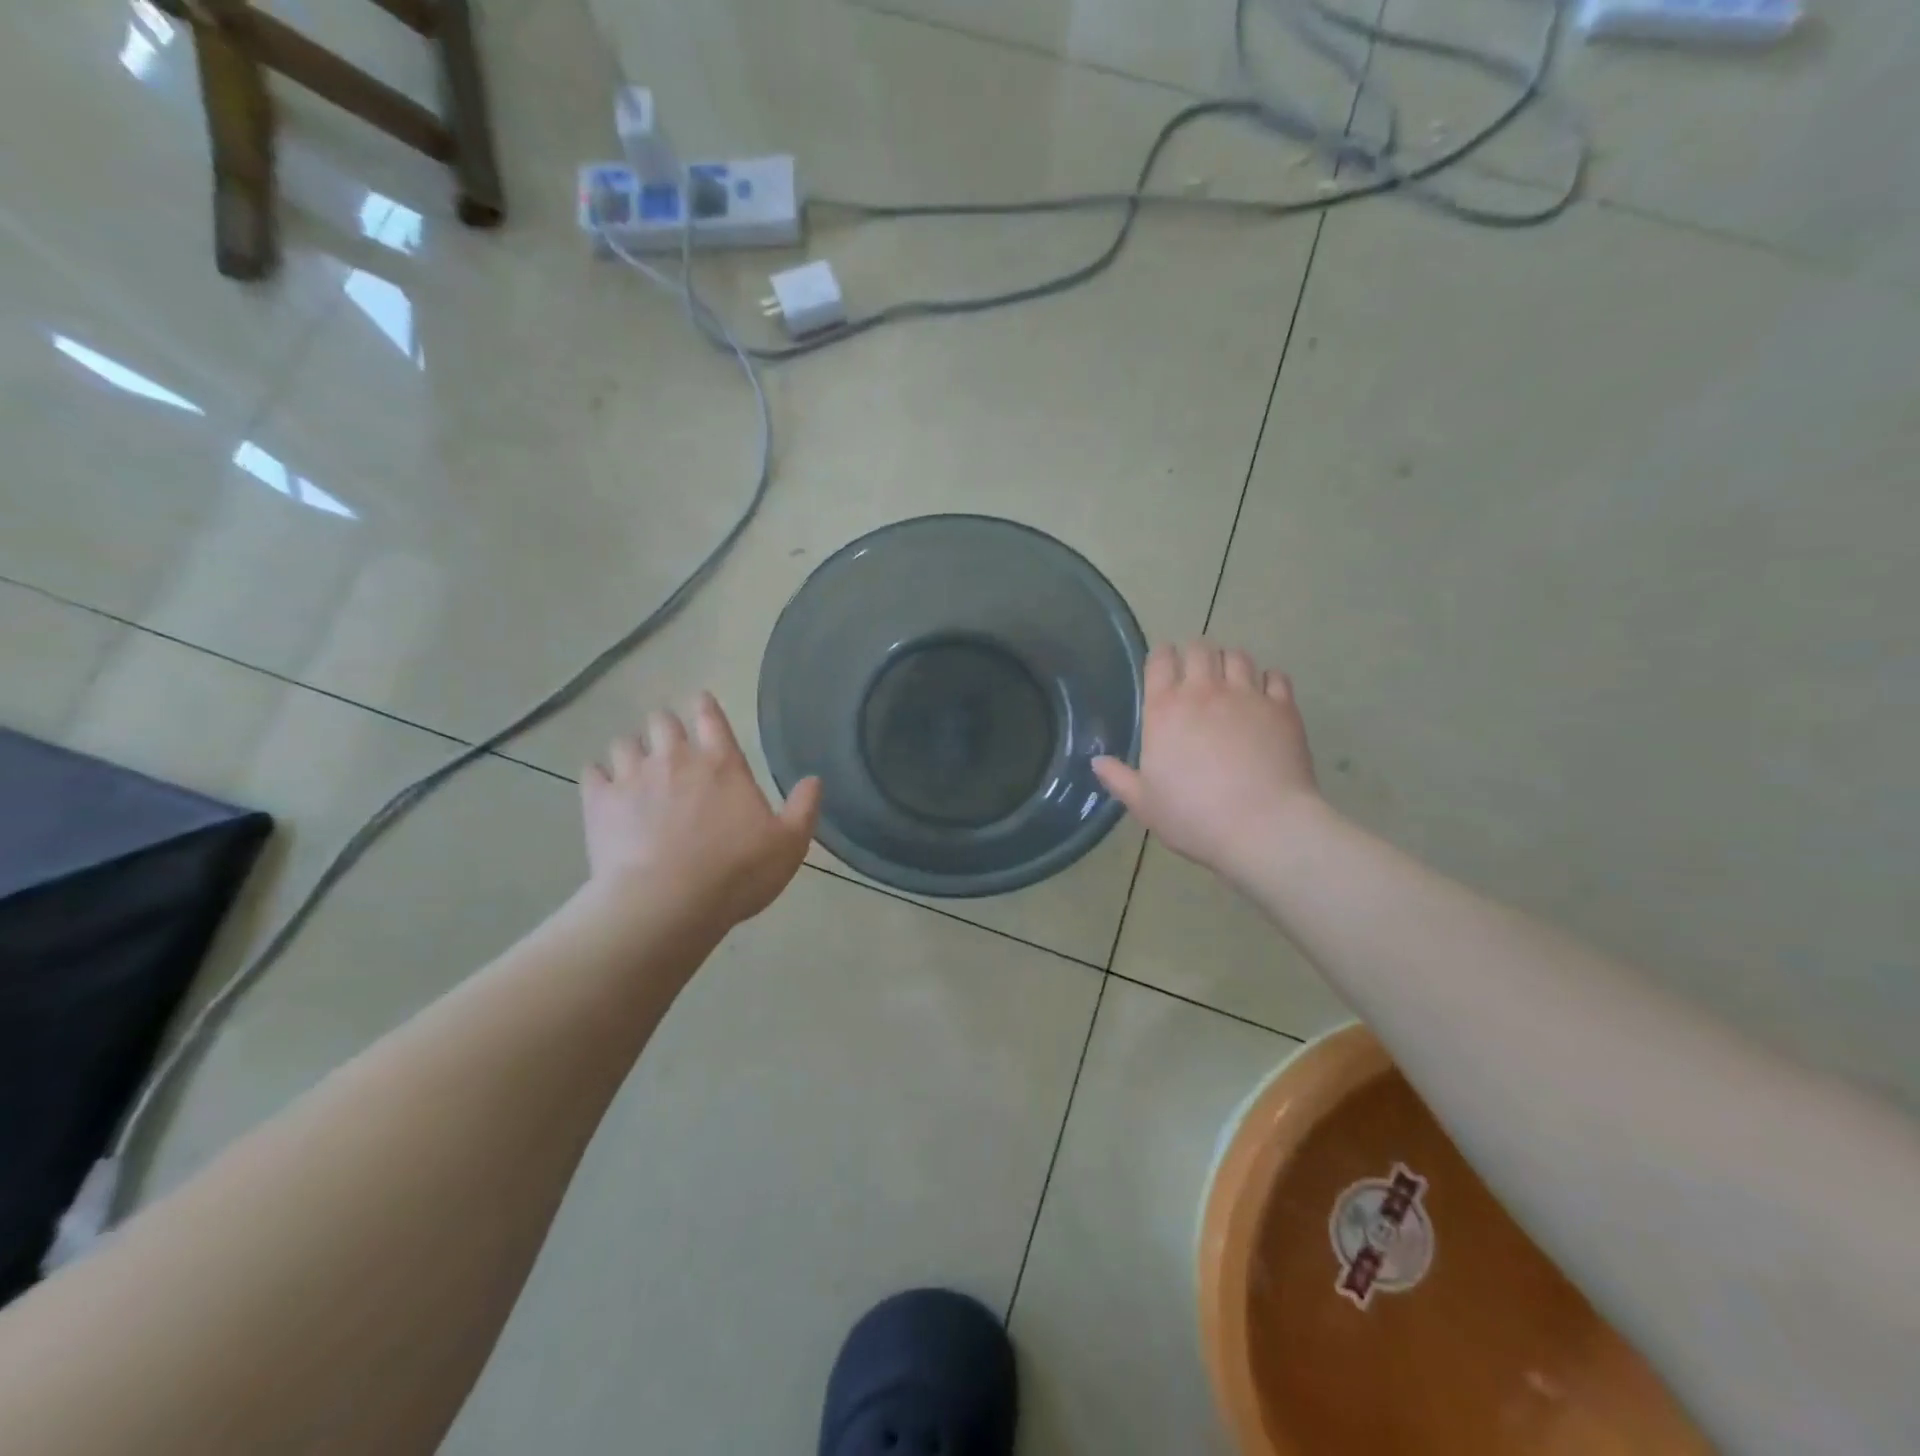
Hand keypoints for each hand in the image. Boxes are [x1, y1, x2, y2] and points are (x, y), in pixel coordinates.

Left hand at [581, 693, 821, 931]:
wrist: (667, 904)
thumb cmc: (736, 873)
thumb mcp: (789, 845)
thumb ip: (803, 808)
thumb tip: (814, 779)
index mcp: (722, 764)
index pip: (710, 717)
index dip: (705, 707)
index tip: (701, 704)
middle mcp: (675, 759)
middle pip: (662, 721)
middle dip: (665, 727)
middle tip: (669, 744)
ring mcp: (633, 778)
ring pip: (624, 743)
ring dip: (631, 750)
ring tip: (635, 767)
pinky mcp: (599, 803)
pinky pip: (591, 773)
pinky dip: (598, 776)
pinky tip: (603, 788)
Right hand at [1093, 641, 1321, 879]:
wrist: (1261, 826)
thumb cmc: (1192, 816)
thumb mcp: (1144, 803)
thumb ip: (1118, 778)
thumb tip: (1097, 762)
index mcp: (1164, 710)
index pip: (1160, 661)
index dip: (1161, 656)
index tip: (1163, 663)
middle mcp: (1204, 691)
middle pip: (1200, 649)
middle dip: (1195, 654)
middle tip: (1196, 671)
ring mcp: (1247, 696)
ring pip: (1238, 656)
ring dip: (1230, 662)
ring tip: (1230, 679)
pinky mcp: (1283, 708)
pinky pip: (1276, 677)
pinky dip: (1268, 680)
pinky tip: (1265, 695)